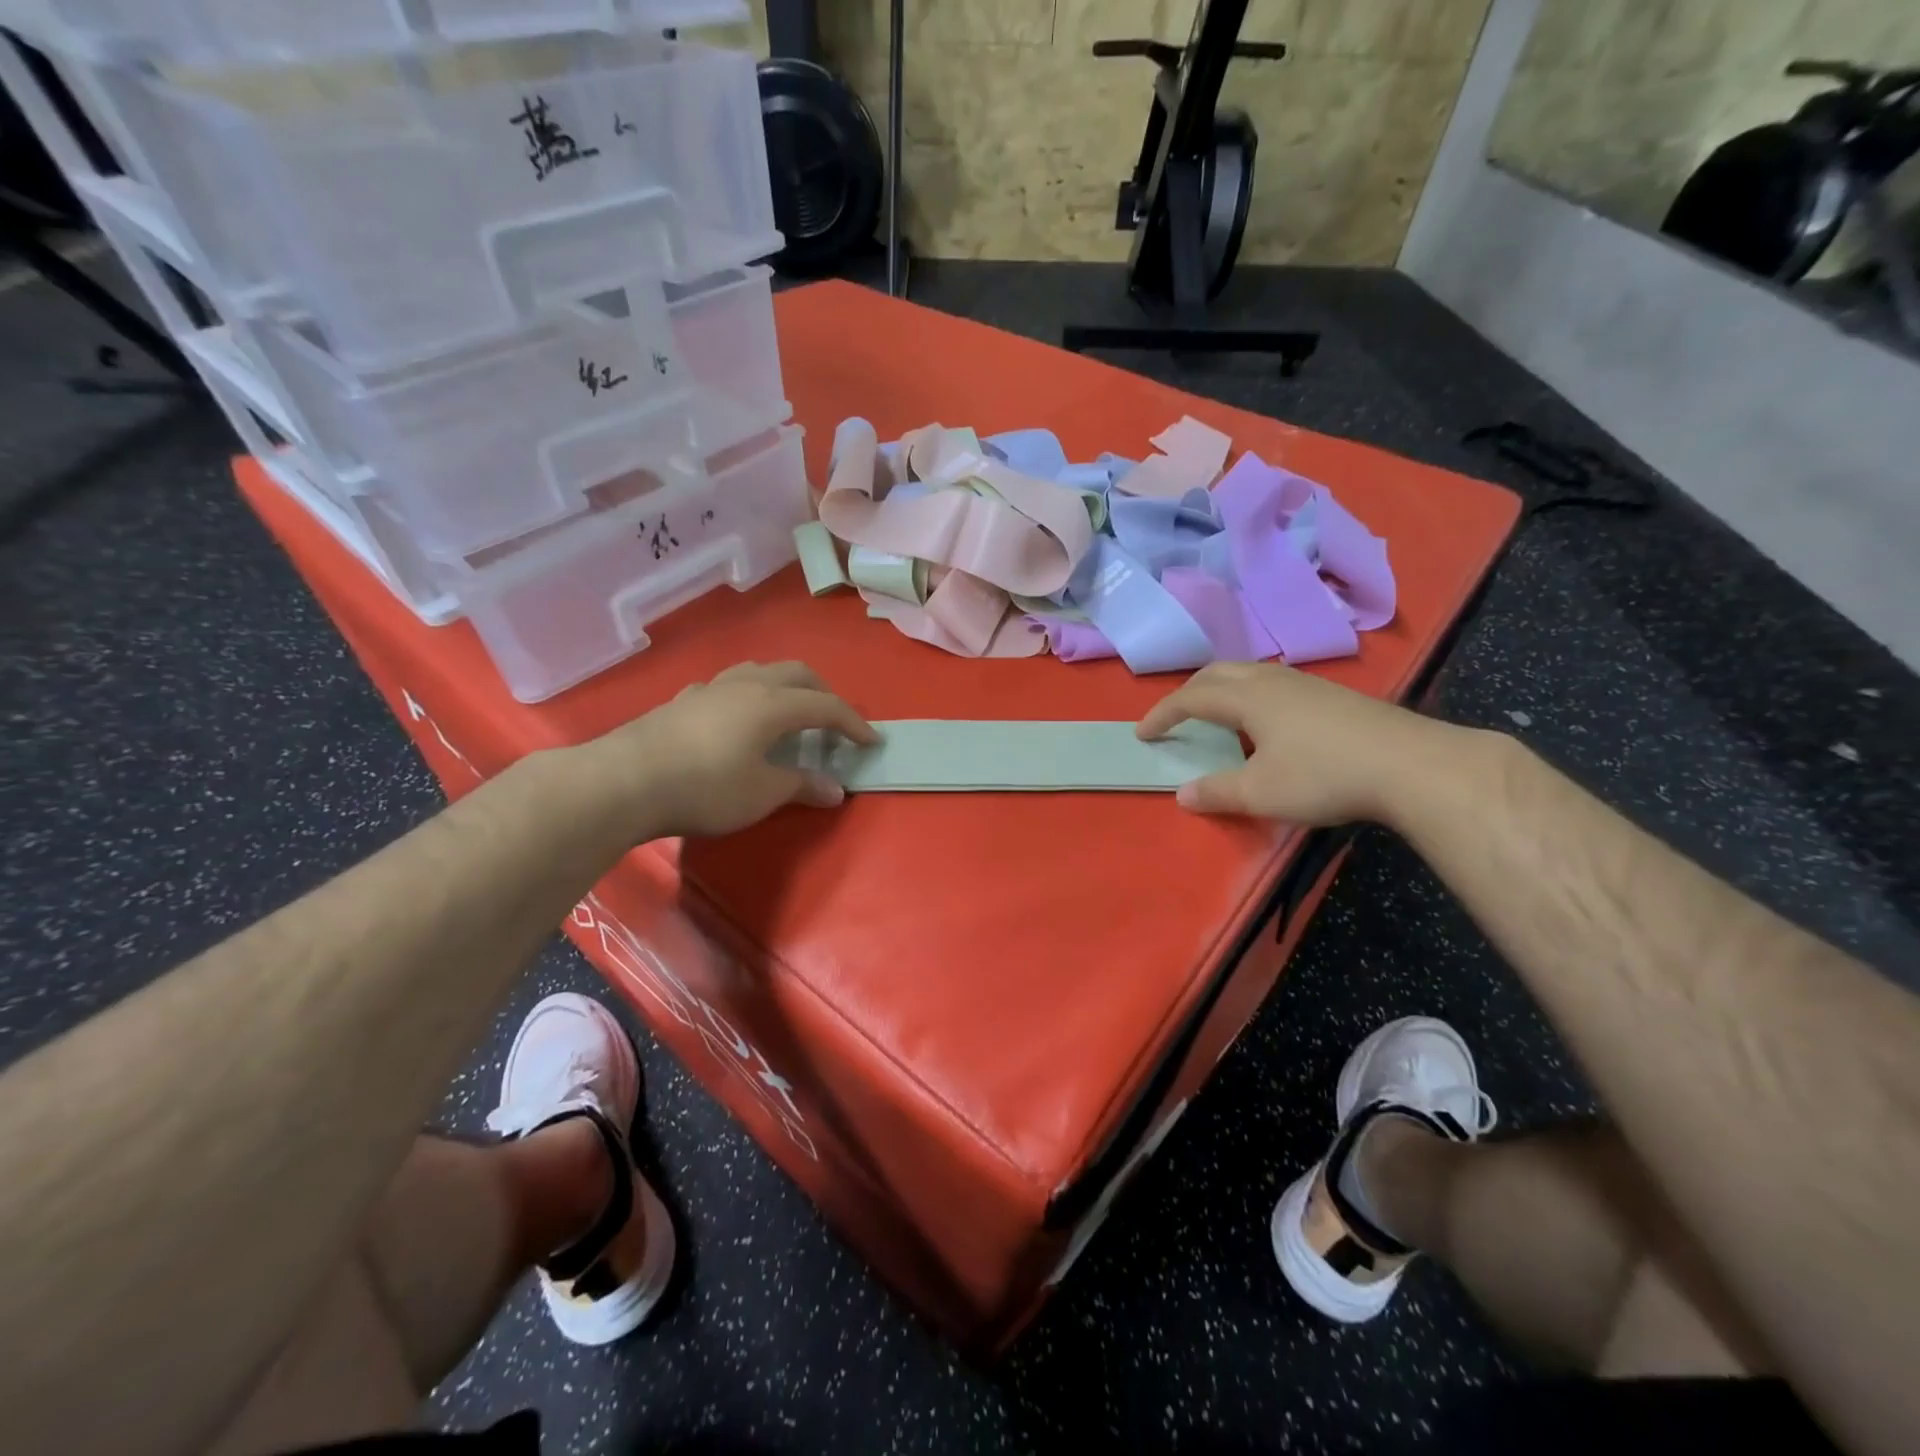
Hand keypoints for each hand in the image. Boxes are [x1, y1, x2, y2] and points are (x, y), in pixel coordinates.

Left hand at [585, 661, 877, 838]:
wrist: (624, 781)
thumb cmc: (705, 788)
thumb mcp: (762, 794)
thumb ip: (802, 785)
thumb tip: (835, 789)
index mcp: (772, 704)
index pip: (826, 706)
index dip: (854, 723)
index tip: (872, 742)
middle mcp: (745, 685)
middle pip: (796, 674)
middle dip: (823, 694)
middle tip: (832, 723)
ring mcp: (710, 689)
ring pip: (759, 671)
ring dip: (784, 688)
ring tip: (788, 715)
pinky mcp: (682, 701)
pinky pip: (728, 687)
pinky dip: (748, 697)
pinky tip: (737, 721)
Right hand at [1136, 662, 1459, 825]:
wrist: (1411, 765)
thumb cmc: (1324, 776)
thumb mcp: (1261, 793)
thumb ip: (1217, 792)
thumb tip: (1182, 794)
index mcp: (1248, 697)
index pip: (1191, 698)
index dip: (1163, 714)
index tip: (1143, 733)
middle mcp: (1272, 680)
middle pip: (1218, 673)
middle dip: (1188, 692)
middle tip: (1174, 717)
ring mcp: (1307, 684)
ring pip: (1249, 673)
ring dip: (1221, 689)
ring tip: (1216, 716)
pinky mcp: (1332, 695)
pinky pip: (1273, 683)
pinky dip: (1250, 695)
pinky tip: (1266, 723)